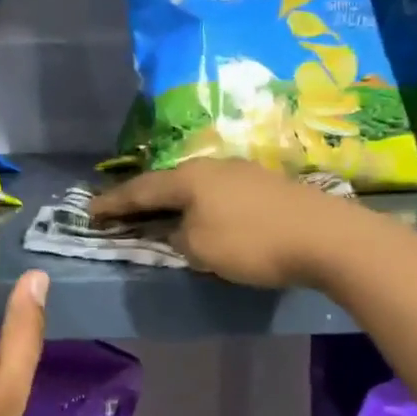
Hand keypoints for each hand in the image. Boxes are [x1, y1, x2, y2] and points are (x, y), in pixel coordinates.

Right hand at [86, 159, 353, 288]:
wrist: (327, 237)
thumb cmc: (253, 243)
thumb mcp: (201, 248)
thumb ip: (177, 237)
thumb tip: (175, 231)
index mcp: (190, 178)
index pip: (141, 190)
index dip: (113, 203)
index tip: (89, 211)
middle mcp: (213, 167)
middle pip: (168, 182)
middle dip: (143, 197)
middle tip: (122, 210)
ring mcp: (244, 172)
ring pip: (196, 186)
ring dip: (174, 202)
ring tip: (161, 214)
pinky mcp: (268, 186)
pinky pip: (219, 194)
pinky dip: (202, 206)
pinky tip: (206, 215)